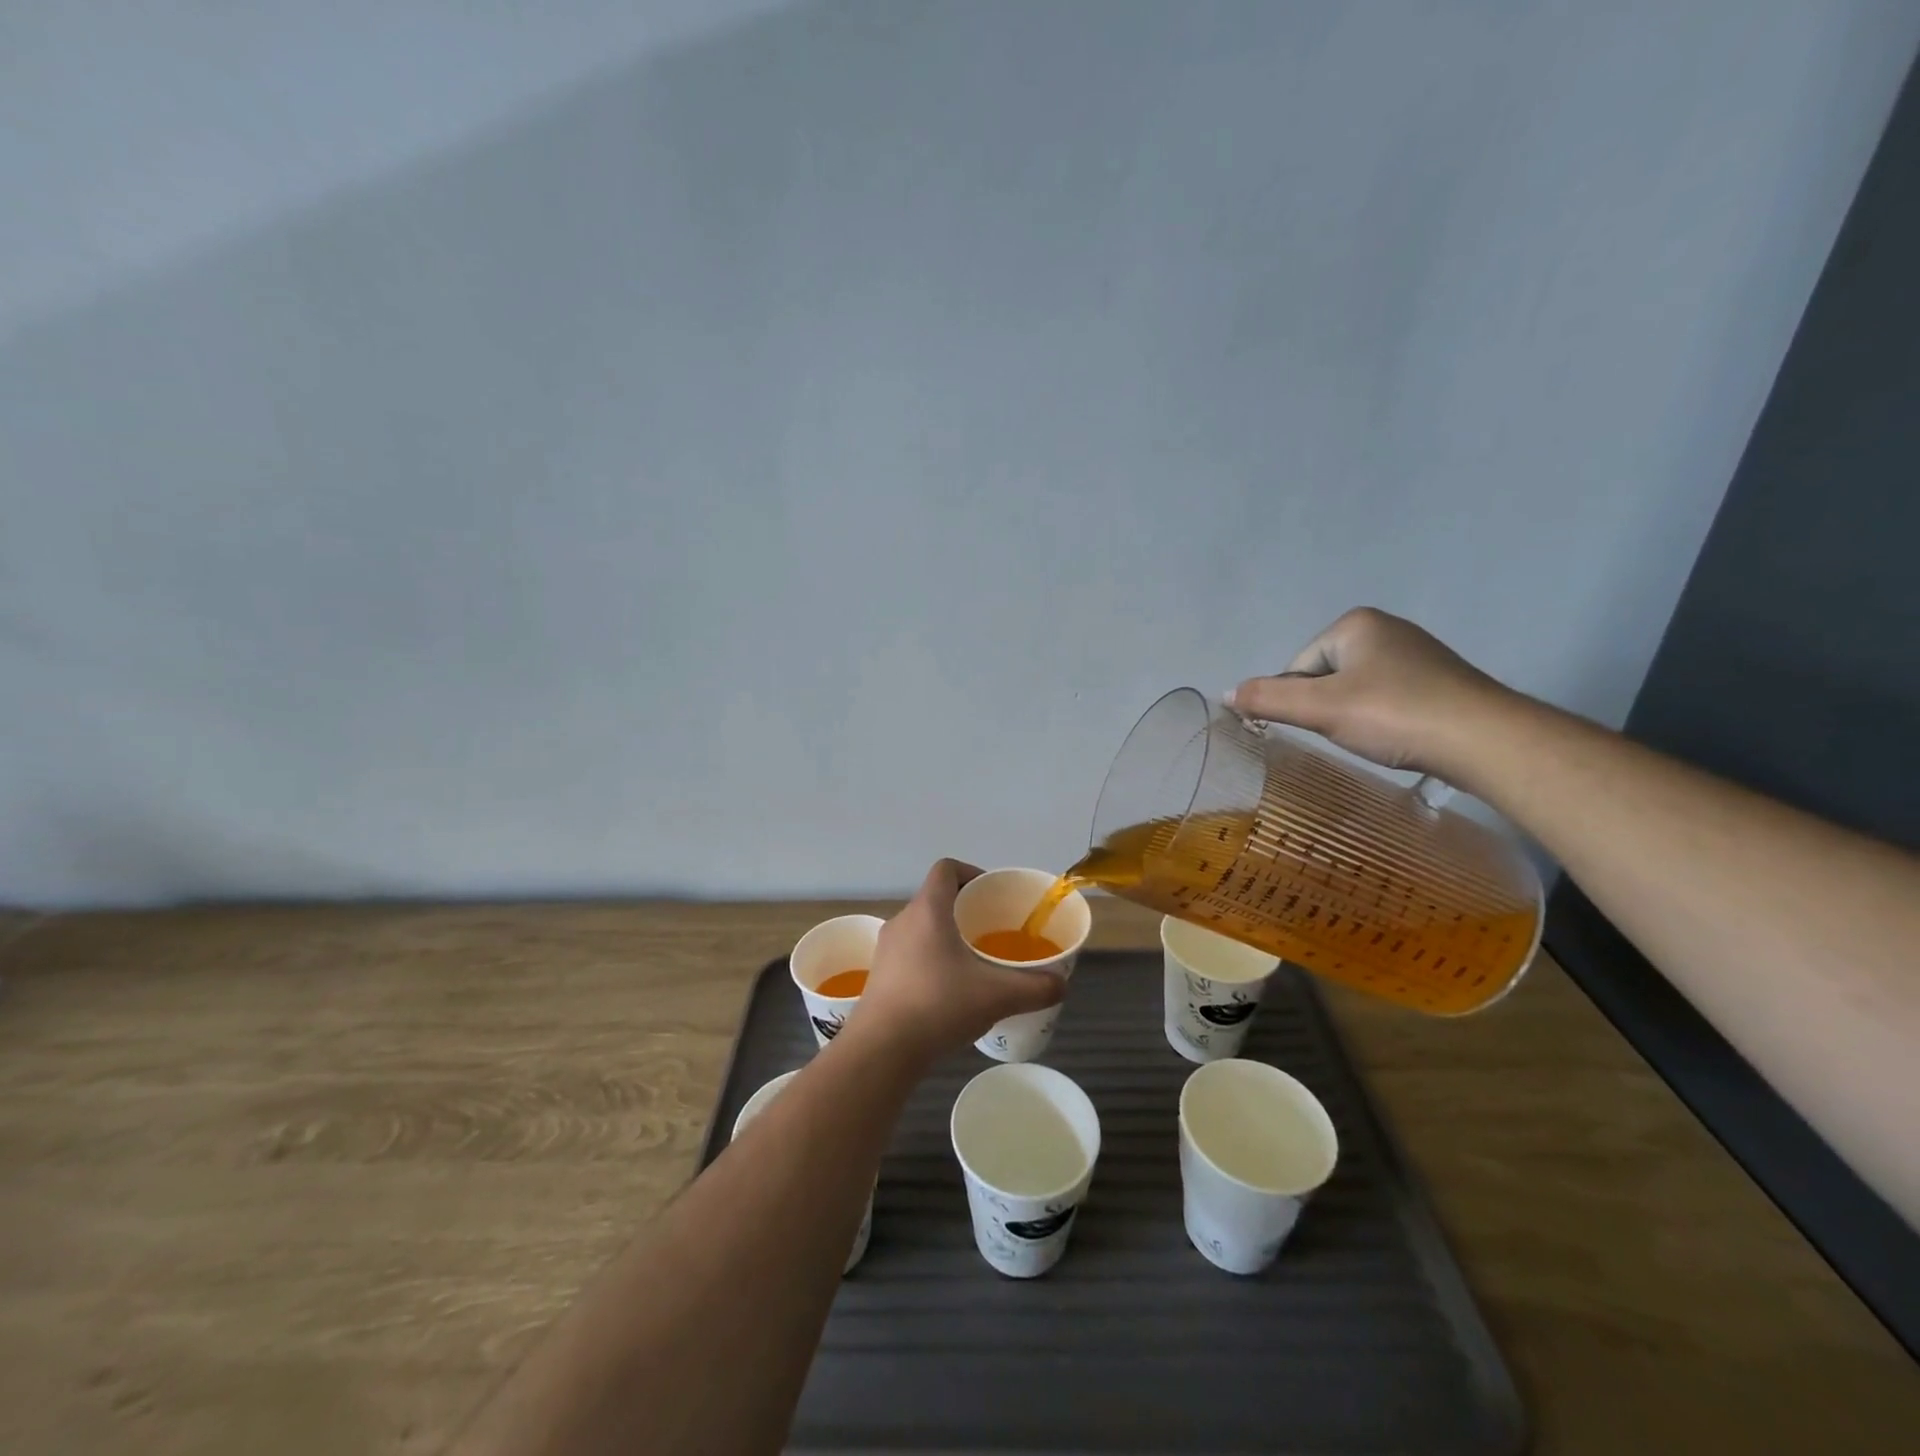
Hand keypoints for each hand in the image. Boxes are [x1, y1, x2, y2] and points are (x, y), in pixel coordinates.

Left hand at [854, 860, 1065, 1060]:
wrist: (881, 1049)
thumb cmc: (938, 1006)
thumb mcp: (996, 996)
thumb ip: (1035, 987)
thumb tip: (1060, 984)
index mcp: (927, 910)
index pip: (946, 868)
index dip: (971, 872)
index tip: (992, 895)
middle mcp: (902, 921)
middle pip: (935, 899)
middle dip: (964, 911)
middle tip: (991, 932)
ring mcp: (886, 949)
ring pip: (921, 929)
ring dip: (946, 937)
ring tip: (973, 964)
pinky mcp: (879, 976)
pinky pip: (909, 954)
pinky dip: (930, 961)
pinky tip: (949, 992)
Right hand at [1226, 607, 1517, 778]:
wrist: (1485, 740)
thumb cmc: (1394, 715)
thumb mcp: (1320, 709)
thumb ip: (1267, 699)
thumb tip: (1226, 694)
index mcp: (1355, 624)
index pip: (1298, 668)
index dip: (1299, 702)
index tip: (1322, 727)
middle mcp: (1386, 628)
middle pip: (1325, 678)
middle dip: (1327, 709)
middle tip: (1348, 734)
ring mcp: (1417, 654)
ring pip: (1356, 690)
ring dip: (1354, 716)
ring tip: (1374, 738)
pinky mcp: (1439, 681)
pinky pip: (1388, 698)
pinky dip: (1383, 719)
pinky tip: (1396, 737)